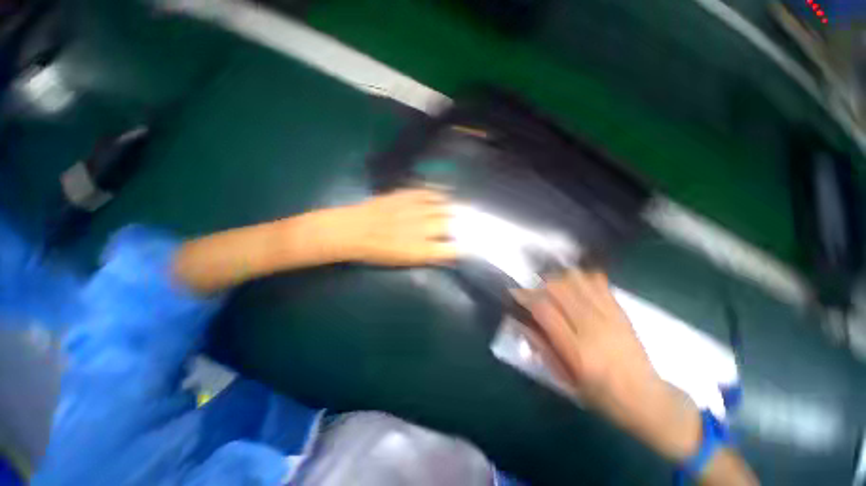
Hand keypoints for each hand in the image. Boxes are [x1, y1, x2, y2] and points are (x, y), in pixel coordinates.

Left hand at [339, 188, 457, 265]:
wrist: (353, 230)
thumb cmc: (376, 251)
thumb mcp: (402, 261)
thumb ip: (426, 256)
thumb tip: (444, 252)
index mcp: (421, 249)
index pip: (451, 249)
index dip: (462, 248)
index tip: (466, 246)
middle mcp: (422, 228)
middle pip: (451, 225)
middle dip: (461, 225)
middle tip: (465, 225)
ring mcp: (416, 209)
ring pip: (443, 207)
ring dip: (453, 209)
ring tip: (458, 210)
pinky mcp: (408, 195)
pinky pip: (429, 192)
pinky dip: (440, 193)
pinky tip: (446, 193)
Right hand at [513, 269, 702, 461]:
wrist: (646, 399)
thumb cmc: (600, 395)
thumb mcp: (565, 379)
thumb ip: (542, 347)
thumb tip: (522, 323)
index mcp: (575, 349)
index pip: (544, 309)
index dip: (525, 296)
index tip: (515, 292)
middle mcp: (591, 327)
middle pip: (559, 288)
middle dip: (540, 282)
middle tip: (533, 288)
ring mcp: (609, 316)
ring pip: (577, 280)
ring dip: (559, 277)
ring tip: (553, 284)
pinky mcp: (621, 311)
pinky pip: (599, 282)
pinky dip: (583, 276)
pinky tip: (576, 282)